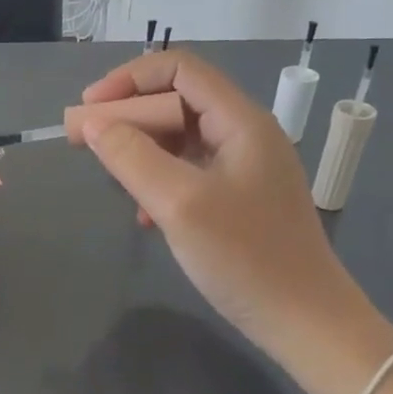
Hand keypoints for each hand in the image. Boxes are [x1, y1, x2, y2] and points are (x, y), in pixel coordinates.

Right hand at [79, 51, 392, 371]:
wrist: (306, 324)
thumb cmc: (246, 258)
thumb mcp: (179, 204)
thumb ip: (132, 157)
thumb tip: (93, 123)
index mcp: (240, 121)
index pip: (179, 69)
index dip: (129, 79)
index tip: (90, 108)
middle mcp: (244, 133)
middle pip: (177, 99)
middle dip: (128, 113)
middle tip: (85, 140)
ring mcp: (244, 167)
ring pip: (180, 135)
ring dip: (140, 147)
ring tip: (112, 176)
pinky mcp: (238, 197)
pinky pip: (188, 168)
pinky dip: (157, 177)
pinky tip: (143, 213)